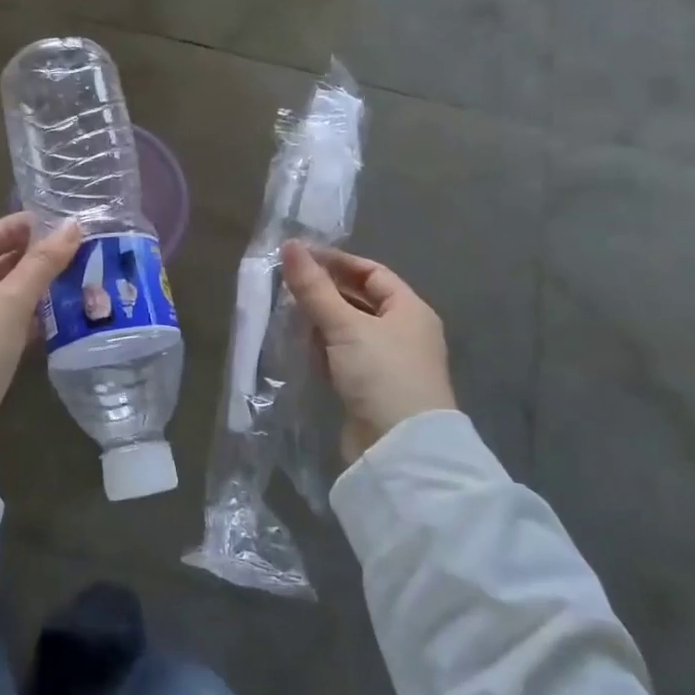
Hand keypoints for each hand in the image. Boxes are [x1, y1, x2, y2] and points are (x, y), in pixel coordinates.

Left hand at [0, 213, 82, 464]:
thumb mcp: (11, 300)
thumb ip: (42, 264)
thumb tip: (72, 225)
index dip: (7, 228)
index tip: (43, 223)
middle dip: (21, 259)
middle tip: (61, 252)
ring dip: (25, 291)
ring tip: (64, 283)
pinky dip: (23, 322)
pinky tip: (51, 324)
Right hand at [280, 240, 454, 464]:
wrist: (400, 449)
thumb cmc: (381, 374)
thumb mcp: (345, 325)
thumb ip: (314, 287)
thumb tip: (289, 245)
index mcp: (409, 310)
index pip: (372, 272)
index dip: (337, 261)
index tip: (299, 257)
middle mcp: (402, 332)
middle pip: (359, 300)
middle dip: (324, 291)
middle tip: (285, 283)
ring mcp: (386, 363)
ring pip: (347, 329)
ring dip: (319, 320)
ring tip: (285, 311)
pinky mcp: (369, 388)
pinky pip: (342, 356)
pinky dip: (321, 347)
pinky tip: (298, 344)